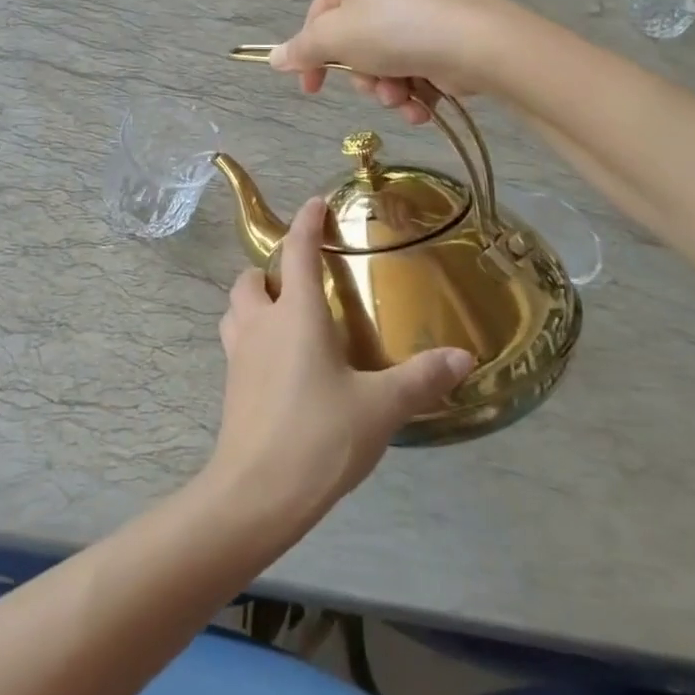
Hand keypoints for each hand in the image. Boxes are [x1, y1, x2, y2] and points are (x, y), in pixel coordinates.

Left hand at [208, 199, 473, 531]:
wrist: (258, 491)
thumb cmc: (320, 436)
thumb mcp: (380, 408)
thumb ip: (421, 378)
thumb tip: (463, 356)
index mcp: (295, 315)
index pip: (297, 252)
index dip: (306, 223)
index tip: (316, 203)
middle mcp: (260, 323)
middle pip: (251, 278)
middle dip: (271, 270)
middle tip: (303, 283)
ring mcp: (238, 354)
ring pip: (235, 308)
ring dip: (254, 300)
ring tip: (286, 316)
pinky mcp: (230, 383)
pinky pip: (236, 340)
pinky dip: (252, 334)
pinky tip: (280, 361)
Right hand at [268, 0, 488, 125]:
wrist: (474, 41)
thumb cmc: (392, 29)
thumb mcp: (334, 38)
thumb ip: (301, 50)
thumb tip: (273, 58)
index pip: (316, 18)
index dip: (311, 57)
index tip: (311, 90)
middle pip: (350, 44)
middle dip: (361, 77)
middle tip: (373, 86)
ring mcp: (412, 11)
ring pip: (380, 62)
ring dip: (386, 90)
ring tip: (402, 98)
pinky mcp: (439, 36)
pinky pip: (410, 68)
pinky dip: (411, 92)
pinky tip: (420, 107)